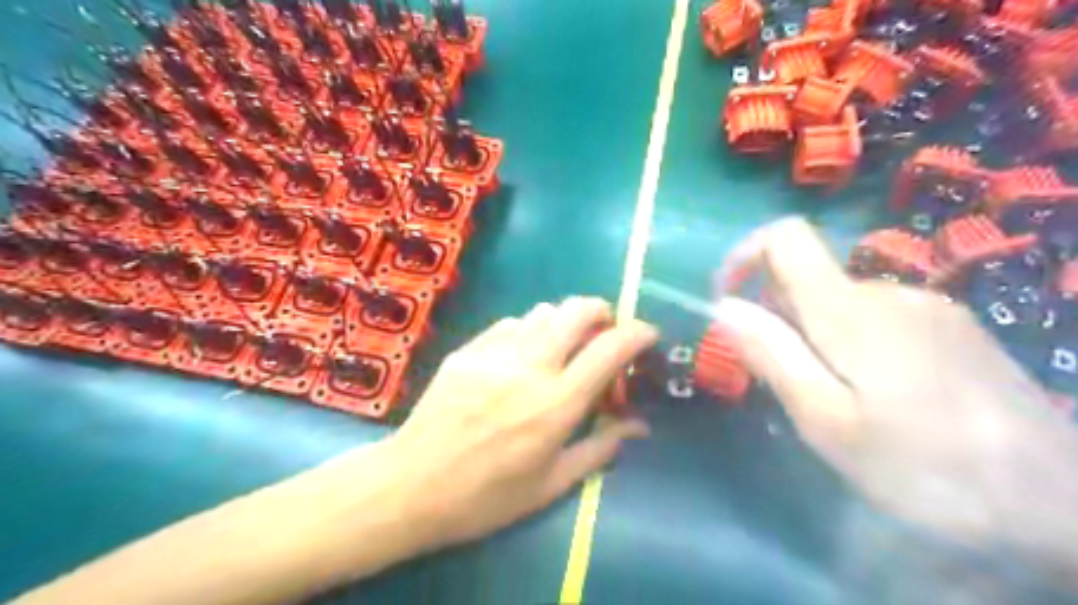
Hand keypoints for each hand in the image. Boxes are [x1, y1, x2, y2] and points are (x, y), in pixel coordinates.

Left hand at [388, 297, 655, 548]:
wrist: (411, 487)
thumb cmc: (486, 497)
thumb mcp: (551, 485)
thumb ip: (600, 449)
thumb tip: (639, 425)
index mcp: (556, 405)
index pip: (609, 350)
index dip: (637, 334)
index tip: (647, 335)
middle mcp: (529, 368)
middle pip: (576, 312)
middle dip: (601, 311)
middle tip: (604, 330)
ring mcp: (494, 354)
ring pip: (542, 311)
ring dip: (562, 322)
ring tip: (561, 345)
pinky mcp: (467, 351)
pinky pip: (508, 324)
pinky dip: (527, 331)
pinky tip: (520, 354)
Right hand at [714, 217, 1077, 571]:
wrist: (1060, 503)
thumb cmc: (926, 467)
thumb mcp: (827, 421)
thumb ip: (772, 355)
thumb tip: (724, 306)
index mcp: (850, 309)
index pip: (786, 237)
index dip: (745, 254)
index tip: (727, 300)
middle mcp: (887, 290)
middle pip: (808, 278)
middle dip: (778, 319)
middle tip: (787, 384)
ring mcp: (926, 306)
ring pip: (840, 303)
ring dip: (814, 337)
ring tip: (834, 400)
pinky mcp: (951, 328)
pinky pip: (877, 318)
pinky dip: (851, 343)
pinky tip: (878, 397)